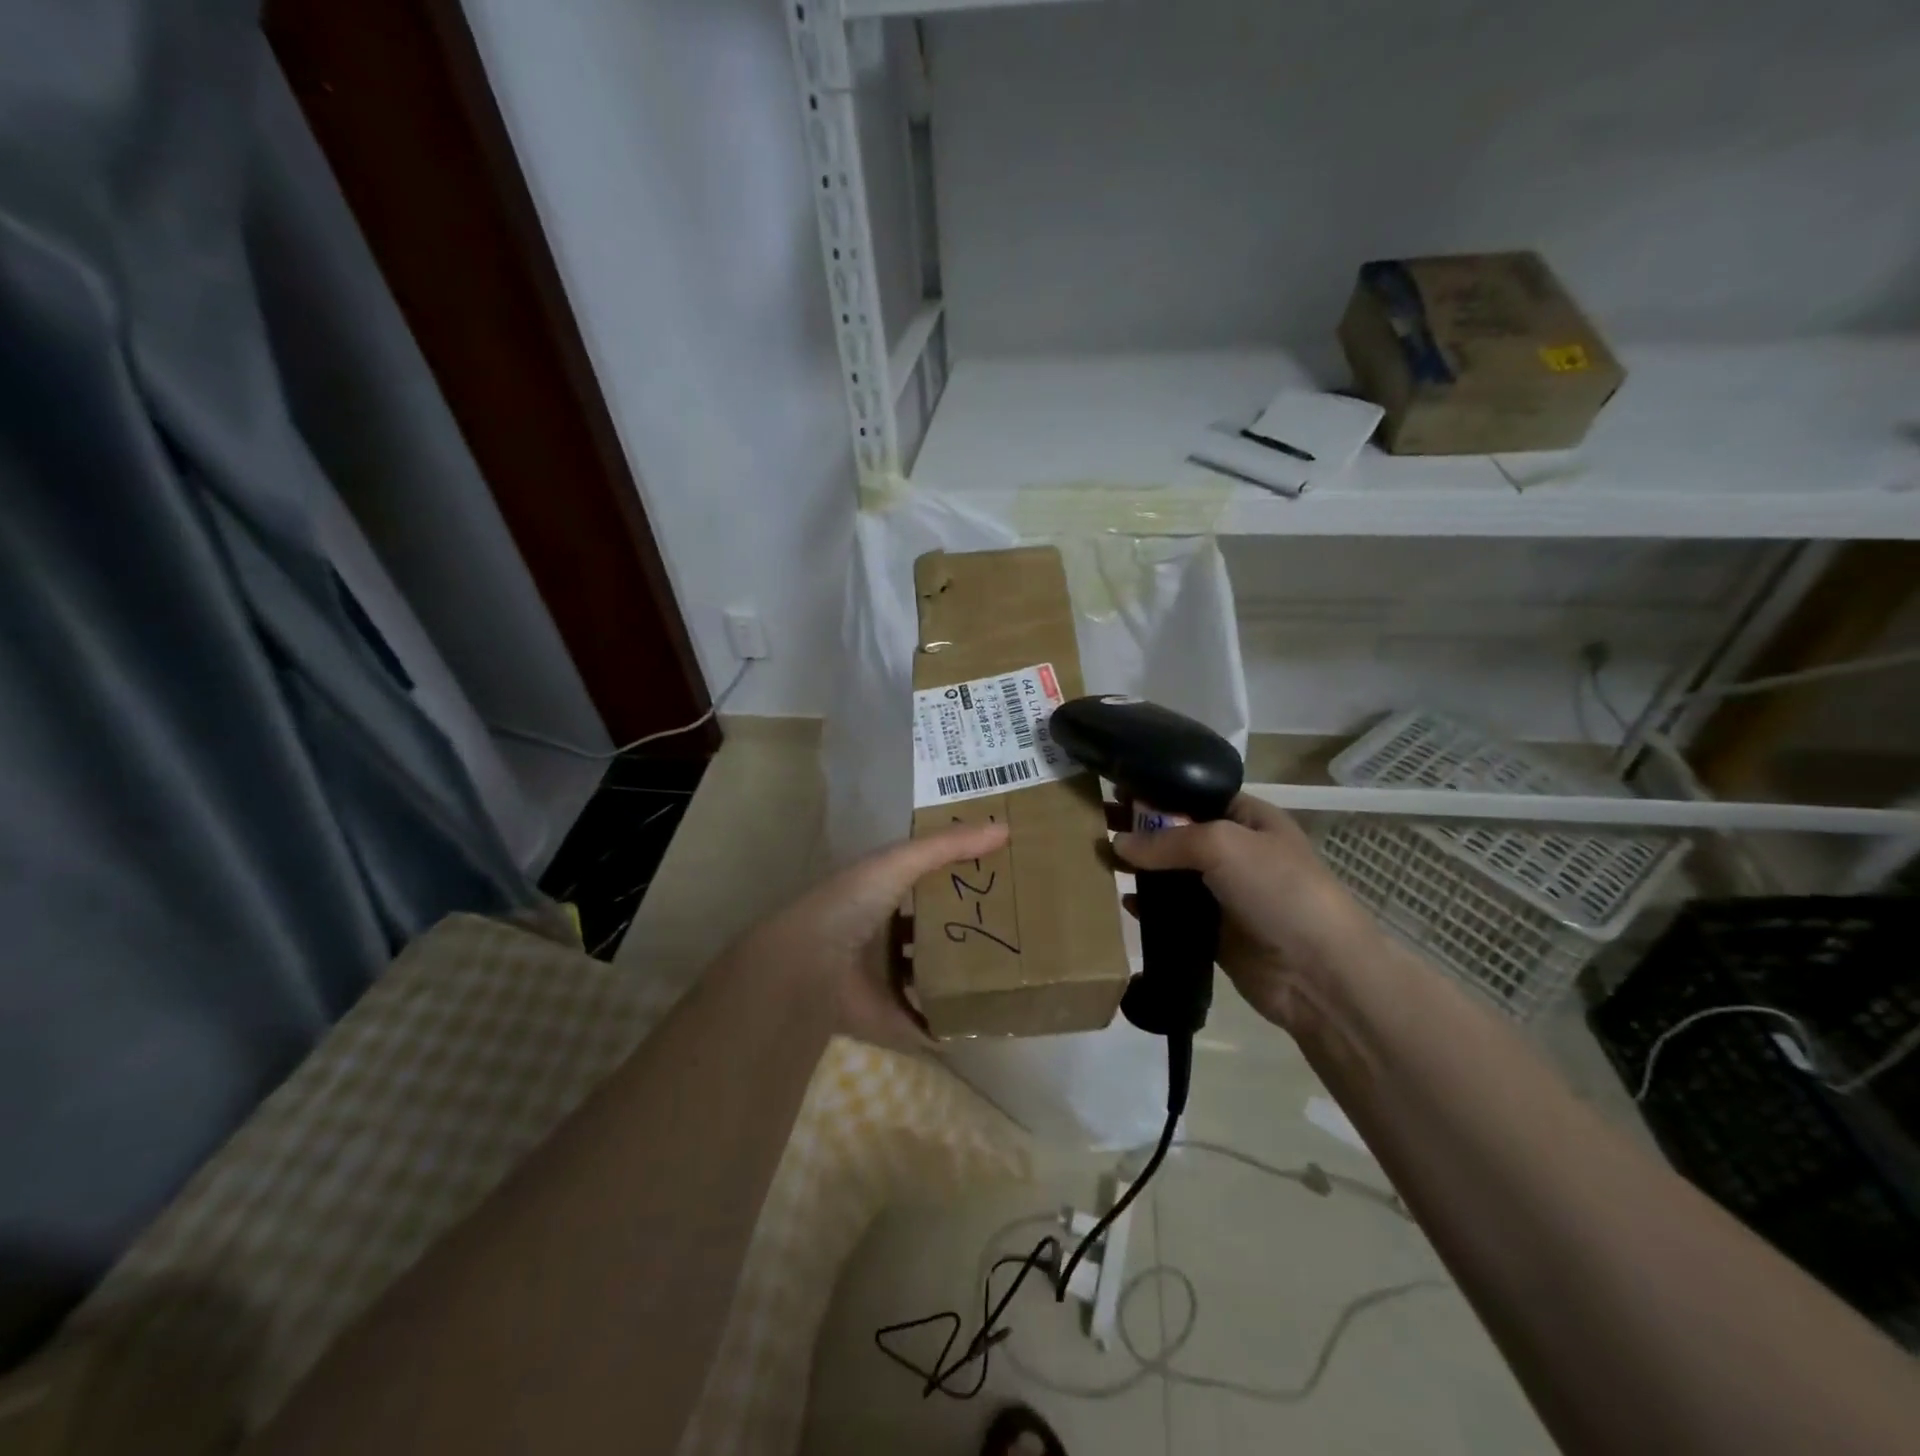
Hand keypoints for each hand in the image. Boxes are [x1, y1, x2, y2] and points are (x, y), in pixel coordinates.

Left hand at [729, 822, 1009, 1054]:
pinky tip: (984, 1023)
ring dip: (959, 977)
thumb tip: (1006, 828)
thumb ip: (948, 846)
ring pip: (930, 977)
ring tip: (1007, 974)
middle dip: (965, 930)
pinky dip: (949, 1027)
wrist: (807, 968)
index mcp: (880, 895)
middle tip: (1013, 929)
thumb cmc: (851, 905)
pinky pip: (926, 1024)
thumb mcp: (900, 862)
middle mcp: (882, 935)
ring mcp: (884, 980)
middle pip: (931, 931)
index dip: (956, 879)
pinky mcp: (889, 1018)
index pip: (924, 883)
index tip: (999, 878)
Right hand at [1113, 795, 1383, 1034]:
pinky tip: (1123, 902)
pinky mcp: (1213, 933)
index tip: (1114, 789)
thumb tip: (1118, 844)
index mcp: (1248, 819)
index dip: (1156, 791)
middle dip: (1140, 828)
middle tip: (1095, 822)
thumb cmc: (1278, 890)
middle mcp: (1235, 852)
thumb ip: (1167, 840)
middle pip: (1178, 833)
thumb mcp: (1223, 845)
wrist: (1319, 972)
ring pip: (1172, 874)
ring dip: (1139, 868)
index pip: (1195, 795)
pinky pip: (1173, 914)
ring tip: (1099, 860)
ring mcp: (1224, 894)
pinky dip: (1148, 907)